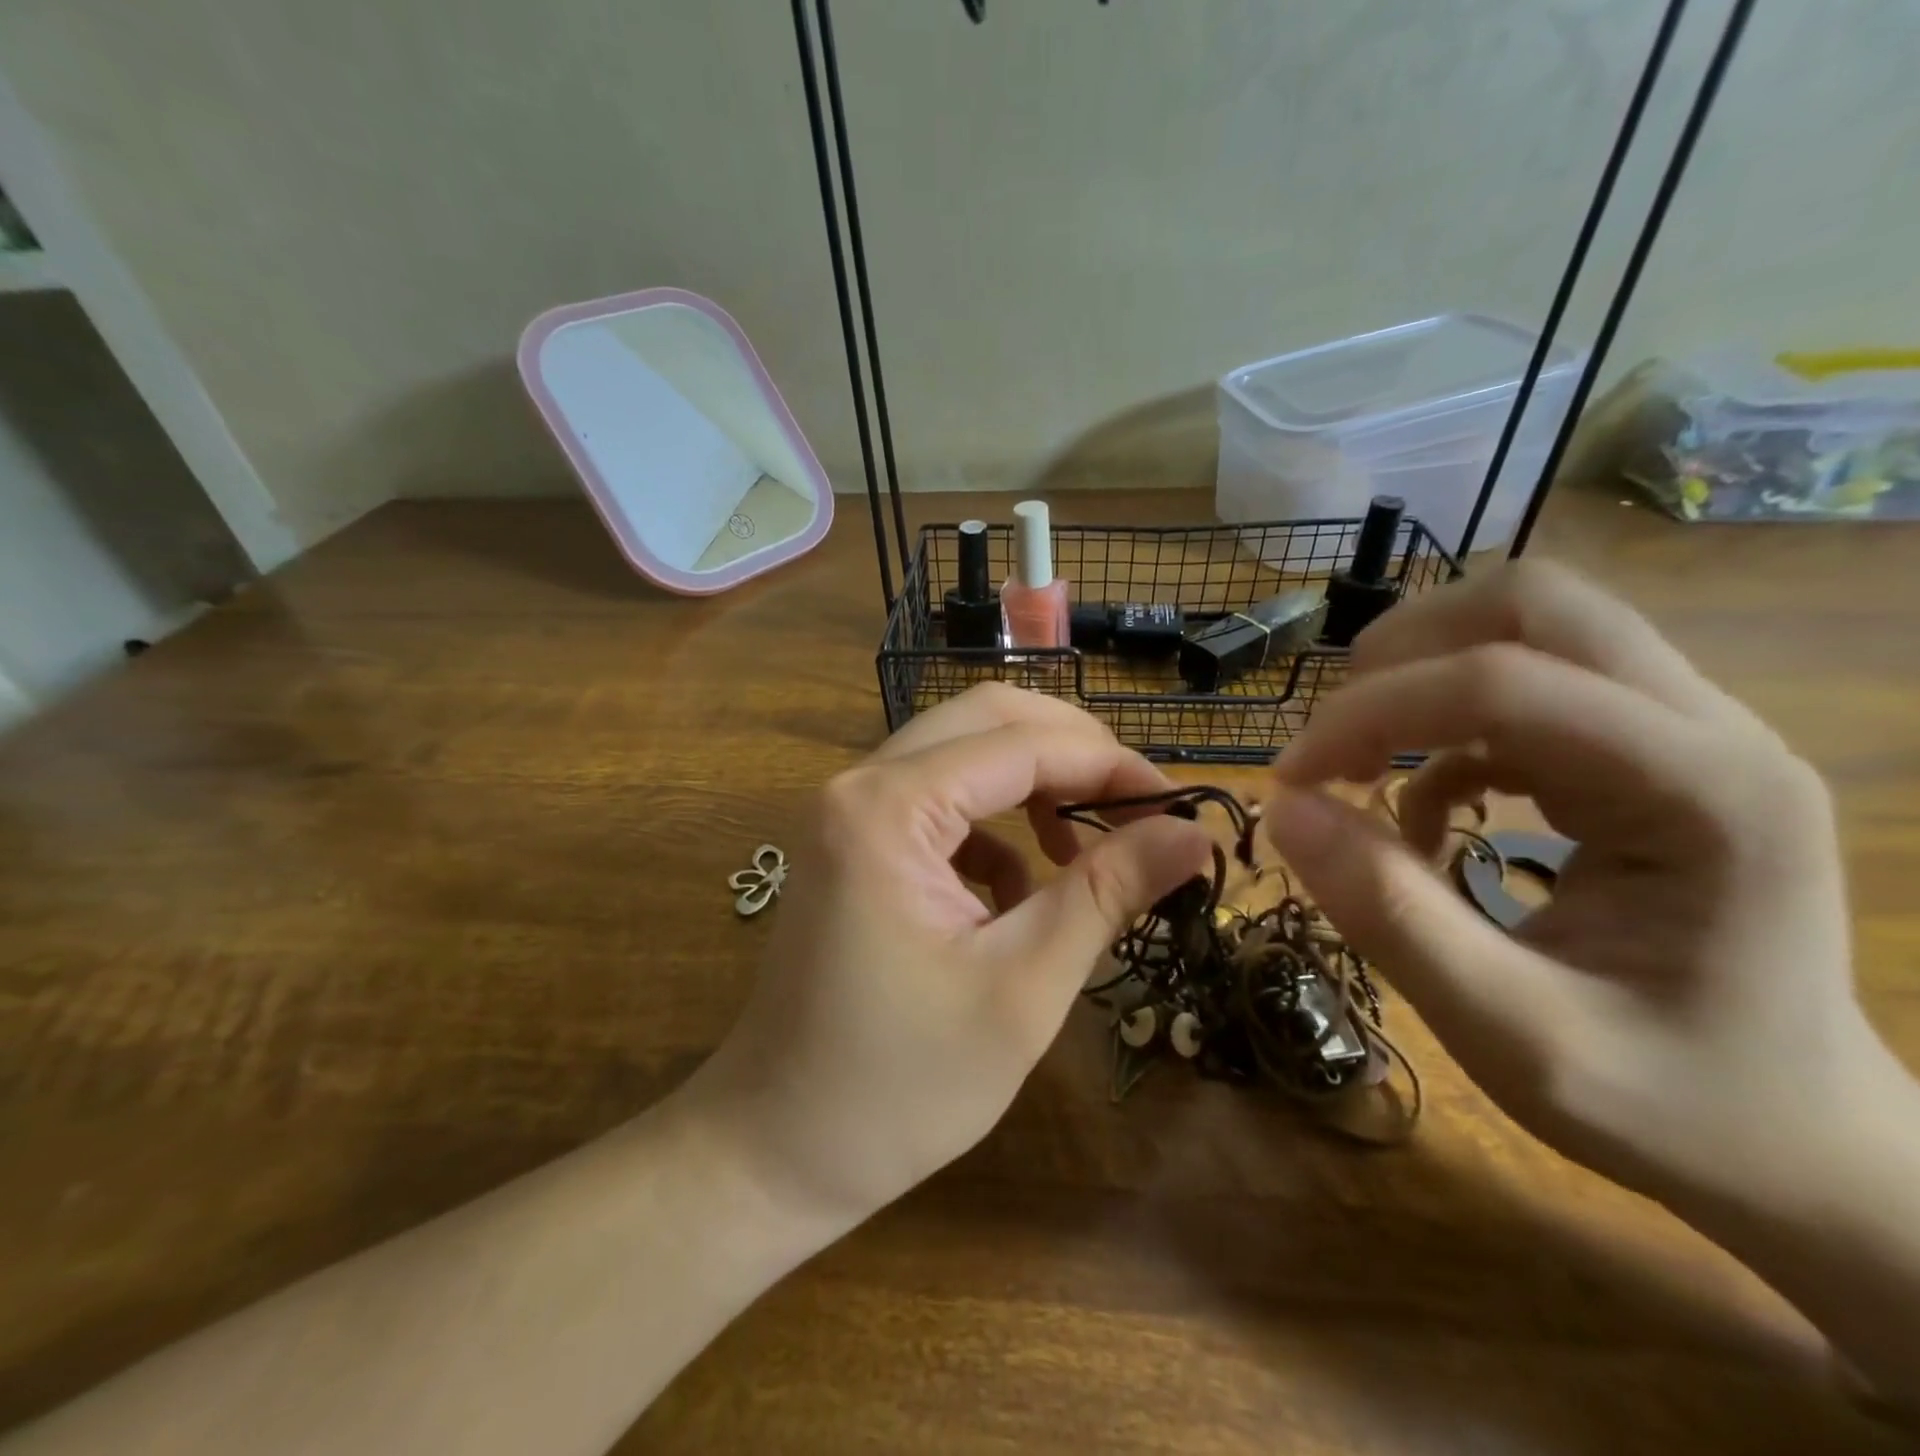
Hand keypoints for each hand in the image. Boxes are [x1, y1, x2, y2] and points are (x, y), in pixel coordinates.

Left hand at [688, 684, 1211, 1228]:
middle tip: (1139, 812)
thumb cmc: (900, 1086)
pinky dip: (995, 827)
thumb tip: (1193, 832)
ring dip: (1035, 785)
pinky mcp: (855, 844)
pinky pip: (940, 800)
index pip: (1023, 744)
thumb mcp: (1021, 987)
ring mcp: (850, 811)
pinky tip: (1018, 893)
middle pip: (988, 719)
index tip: (1182, 808)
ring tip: (1084, 854)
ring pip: (964, 752)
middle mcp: (861, 784)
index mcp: (889, 807)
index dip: (1112, 767)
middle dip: (1074, 755)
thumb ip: (1106, 893)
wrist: (775, 1149)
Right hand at [1260, 562, 1900, 1212]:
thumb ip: (1390, 917)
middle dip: (1402, 653)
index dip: (1370, 716)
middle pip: (1533, 603)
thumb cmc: (1671, 1105)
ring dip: (1419, 673)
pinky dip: (1445, 725)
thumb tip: (1283, 810)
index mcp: (1704, 793)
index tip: (1290, 781)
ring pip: (1529, 625)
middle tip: (1331, 738)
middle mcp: (1710, 730)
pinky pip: (1527, 685)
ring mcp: (1686, 732)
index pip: (1504, 684)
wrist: (1801, 1145)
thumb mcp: (1512, 1037)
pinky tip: (1424, 804)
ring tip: (1360, 759)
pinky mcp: (1649, 753)